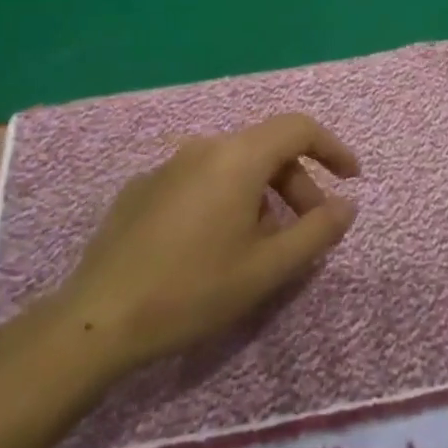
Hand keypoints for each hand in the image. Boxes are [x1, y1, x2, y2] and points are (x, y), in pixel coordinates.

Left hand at [56, 114, 358, 371]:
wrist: (96, 320)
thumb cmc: (193, 290)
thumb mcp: (268, 268)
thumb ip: (317, 231)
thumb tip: (347, 204)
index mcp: (238, 156)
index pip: (299, 128)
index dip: (332, 148)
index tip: (351, 179)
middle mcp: (204, 146)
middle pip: (266, 148)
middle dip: (297, 183)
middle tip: (309, 229)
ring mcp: (168, 165)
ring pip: (233, 165)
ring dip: (261, 194)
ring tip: (263, 243)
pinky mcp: (143, 188)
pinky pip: (200, 180)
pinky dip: (224, 199)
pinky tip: (213, 245)